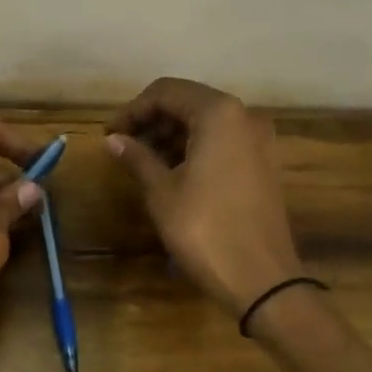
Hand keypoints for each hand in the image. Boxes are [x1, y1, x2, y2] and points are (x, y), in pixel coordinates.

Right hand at [105, 78, 303, 316]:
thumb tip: (113, 139)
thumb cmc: (204, 229)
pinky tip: (171, 172)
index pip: (165, 92)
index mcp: (219, 113)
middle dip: (151, 121)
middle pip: (187, 103)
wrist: (262, 279)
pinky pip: (222, 142)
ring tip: (141, 162)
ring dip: (171, 135)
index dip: (132, 110)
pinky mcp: (263, 164)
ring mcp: (258, 140)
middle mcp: (244, 116)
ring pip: (205, 123)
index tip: (109, 134)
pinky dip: (193, 148)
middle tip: (122, 147)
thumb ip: (137, 157)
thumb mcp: (161, 191)